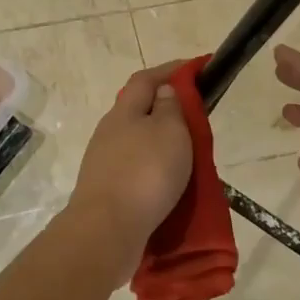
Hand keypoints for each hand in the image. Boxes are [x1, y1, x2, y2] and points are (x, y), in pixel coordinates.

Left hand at [67, 61, 194, 253]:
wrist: (106, 230)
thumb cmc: (145, 173)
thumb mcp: (170, 132)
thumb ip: (170, 108)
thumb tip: (164, 91)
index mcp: (124, 112)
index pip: (146, 79)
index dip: (170, 70)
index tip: (196, 68)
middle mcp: (108, 132)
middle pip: (138, 110)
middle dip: (166, 109)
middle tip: (195, 118)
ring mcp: (103, 163)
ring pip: (137, 143)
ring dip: (160, 144)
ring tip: (187, 155)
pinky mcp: (106, 190)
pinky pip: (135, 170)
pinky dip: (153, 170)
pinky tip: (168, 183)